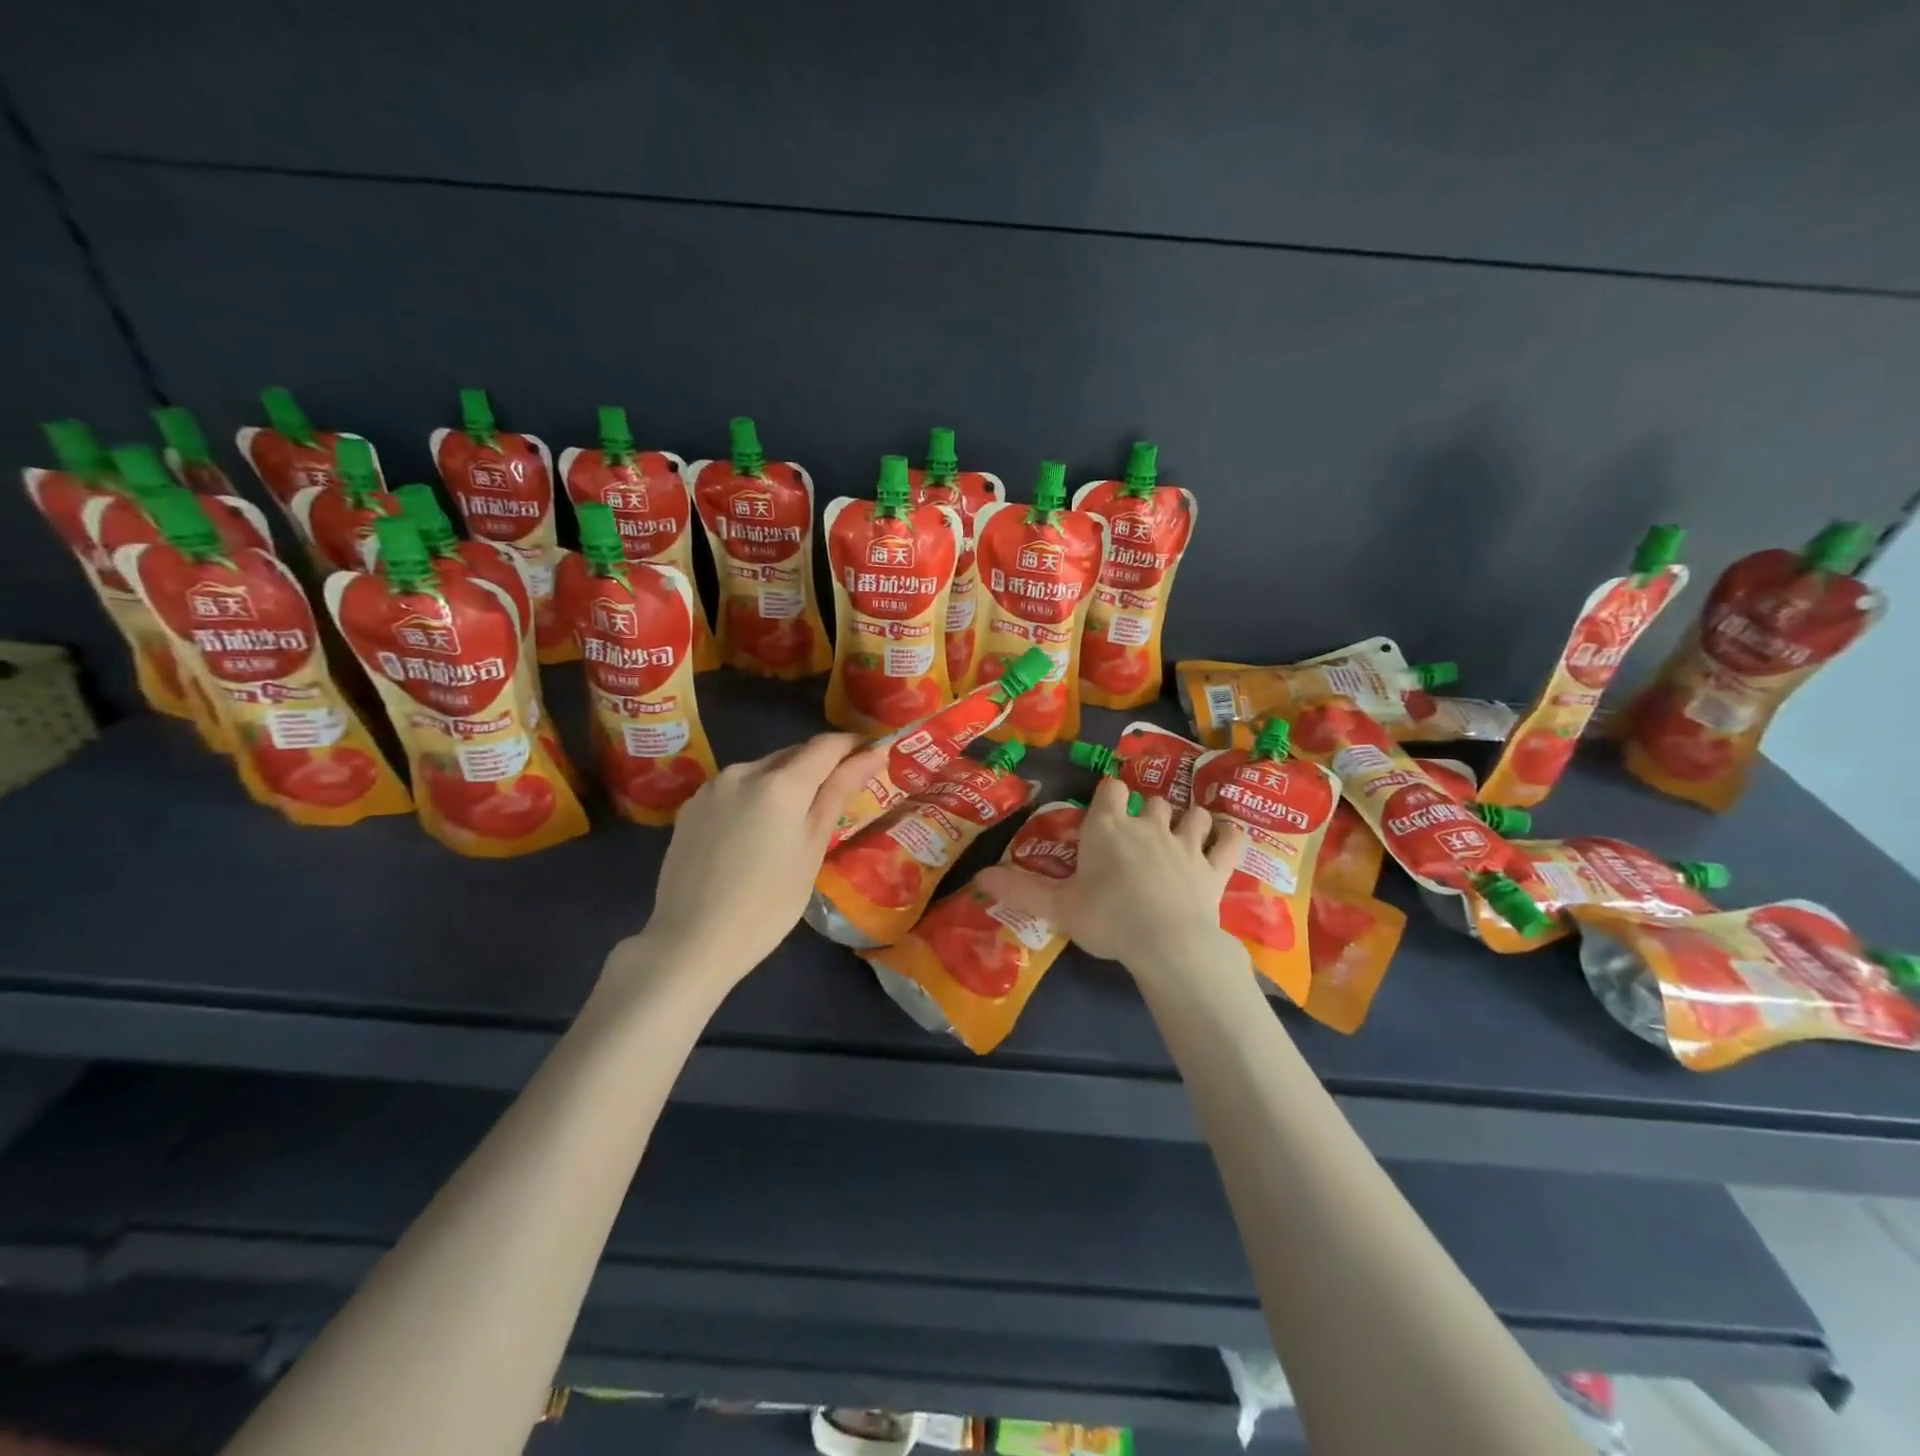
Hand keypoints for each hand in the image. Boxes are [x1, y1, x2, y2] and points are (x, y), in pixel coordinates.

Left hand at [611, 734, 886, 987]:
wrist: (692, 941)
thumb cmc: (769, 903)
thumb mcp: (813, 849)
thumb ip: (839, 793)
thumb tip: (872, 755)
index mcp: (781, 782)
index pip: (826, 745)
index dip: (853, 745)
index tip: (872, 755)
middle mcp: (745, 770)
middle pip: (793, 754)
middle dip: (820, 765)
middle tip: (840, 793)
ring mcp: (713, 786)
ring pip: (763, 769)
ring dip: (786, 781)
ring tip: (796, 818)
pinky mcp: (692, 805)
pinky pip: (736, 787)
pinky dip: (756, 796)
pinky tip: (756, 831)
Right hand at [979, 777, 1243, 974]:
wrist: (1167, 943)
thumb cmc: (1107, 919)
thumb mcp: (1057, 907)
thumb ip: (1020, 891)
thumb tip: (979, 877)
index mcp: (1108, 828)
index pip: (1110, 790)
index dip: (1109, 793)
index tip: (1106, 806)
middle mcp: (1148, 826)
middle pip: (1153, 801)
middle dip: (1148, 810)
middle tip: (1140, 833)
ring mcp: (1187, 844)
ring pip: (1194, 814)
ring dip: (1189, 819)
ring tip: (1184, 832)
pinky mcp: (1215, 867)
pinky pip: (1231, 840)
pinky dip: (1231, 837)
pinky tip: (1227, 839)